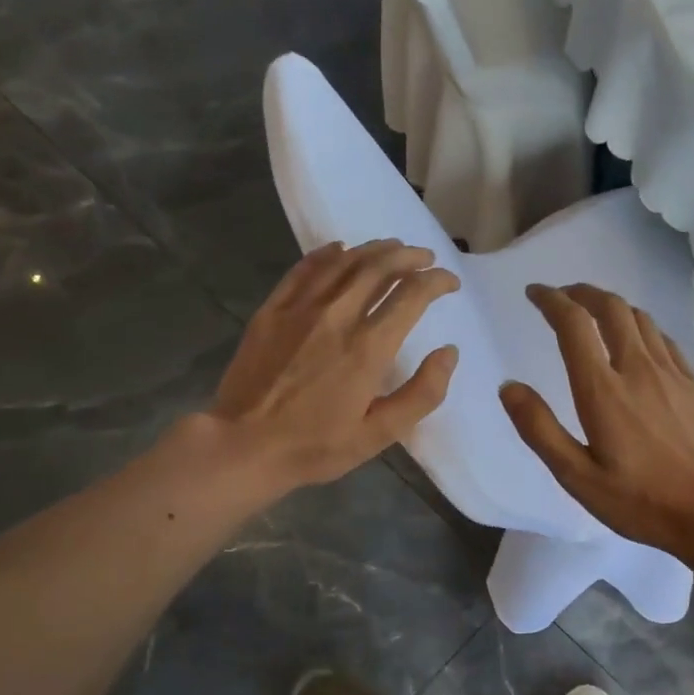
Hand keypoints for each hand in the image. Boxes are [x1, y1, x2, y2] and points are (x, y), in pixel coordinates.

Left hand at [203, 239, 459, 492]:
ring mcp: (300, 309)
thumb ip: (422, 394)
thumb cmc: (315, 446)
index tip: (450, 283)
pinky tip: (339, 249)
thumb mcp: (379, 434)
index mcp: (368, 347)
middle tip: (425, 257)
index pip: (411, 295)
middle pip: (379, 267)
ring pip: (344, 261)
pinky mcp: (272, 310)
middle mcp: (337, 316)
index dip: (436, 282)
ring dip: (374, 249)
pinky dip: (327, 253)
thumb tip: (449, 353)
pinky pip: (304, 269)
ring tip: (392, 248)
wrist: (244, 446)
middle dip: (409, 256)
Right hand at [499, 283, 693, 557]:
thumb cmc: (642, 501)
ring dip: (611, 305)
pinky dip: (640, 326)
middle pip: (610, 307)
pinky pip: (663, 338)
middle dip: (582, 292)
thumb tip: (510, 387)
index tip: (534, 293)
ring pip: (640, 318)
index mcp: (603, 390)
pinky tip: (637, 341)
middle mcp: (638, 368)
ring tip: (594, 312)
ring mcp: (672, 373)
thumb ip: (540, 429)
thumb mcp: (578, 477)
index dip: (551, 300)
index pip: (574, 324)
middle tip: (562, 295)